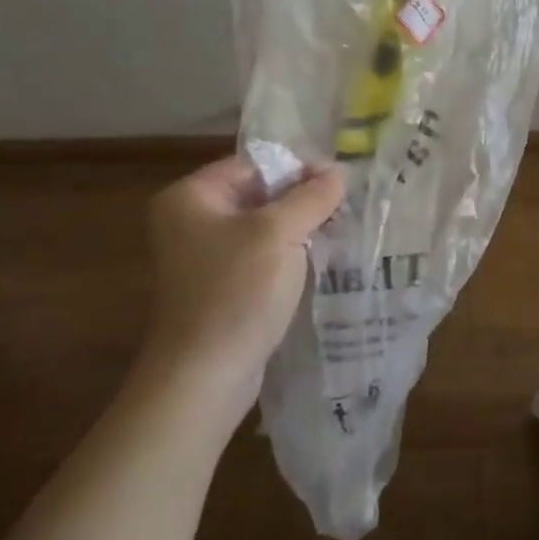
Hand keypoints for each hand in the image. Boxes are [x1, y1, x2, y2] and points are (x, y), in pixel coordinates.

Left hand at [140, 155, 344, 413]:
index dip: (298, 168)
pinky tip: (321, 259)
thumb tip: (338, 171)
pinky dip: (290, 255)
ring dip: (300, 229)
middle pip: (259, 194)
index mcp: (192, 196)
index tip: (340, 182)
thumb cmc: (237, 291)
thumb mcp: (279, 233)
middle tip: (347, 206)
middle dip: (302, 200)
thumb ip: (312, 196)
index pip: (254, 164)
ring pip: (264, 227)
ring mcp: (206, 257)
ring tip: (341, 230)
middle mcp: (192, 220)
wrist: (206, 375)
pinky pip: (261, 256)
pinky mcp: (223, 286)